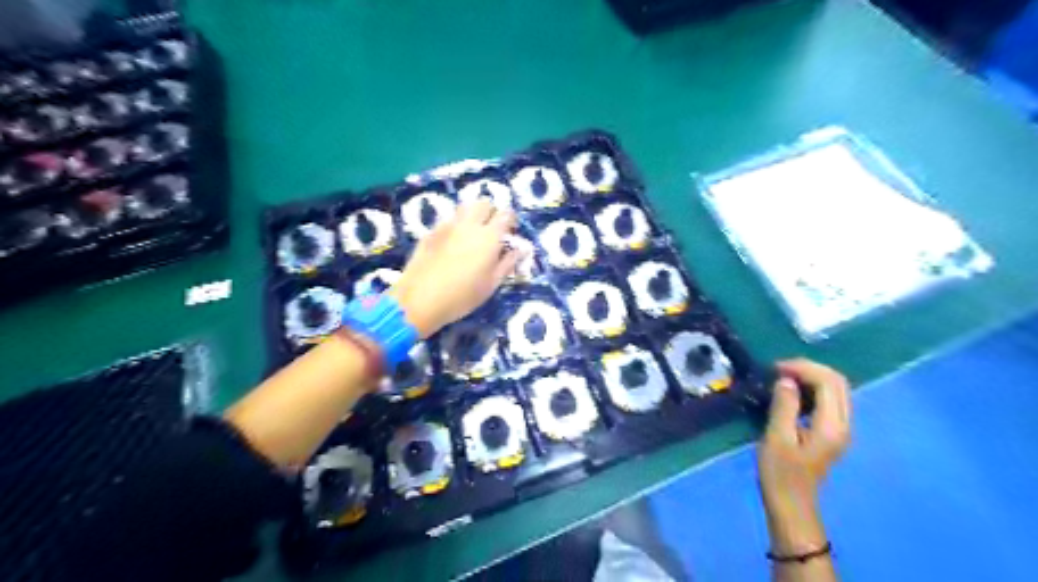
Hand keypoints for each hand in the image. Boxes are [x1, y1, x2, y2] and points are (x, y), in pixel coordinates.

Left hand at [386, 198, 522, 338]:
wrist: (420, 299)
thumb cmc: (463, 296)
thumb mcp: (492, 284)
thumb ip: (508, 263)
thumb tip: (521, 250)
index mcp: (489, 237)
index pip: (505, 214)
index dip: (511, 220)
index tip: (510, 232)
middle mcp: (469, 225)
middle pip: (484, 203)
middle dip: (491, 212)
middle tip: (492, 230)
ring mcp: (447, 226)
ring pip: (464, 207)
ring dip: (472, 215)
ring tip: (472, 234)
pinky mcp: (430, 232)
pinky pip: (448, 220)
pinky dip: (455, 225)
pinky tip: (452, 243)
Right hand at [761, 359, 845, 554]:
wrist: (791, 504)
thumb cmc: (780, 473)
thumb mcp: (776, 438)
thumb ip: (784, 406)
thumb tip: (786, 380)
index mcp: (832, 426)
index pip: (829, 382)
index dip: (803, 368)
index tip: (775, 368)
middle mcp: (844, 424)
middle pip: (838, 382)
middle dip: (809, 368)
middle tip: (779, 369)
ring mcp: (841, 429)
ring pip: (836, 389)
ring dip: (811, 376)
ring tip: (783, 377)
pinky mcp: (833, 432)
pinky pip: (830, 399)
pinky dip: (812, 388)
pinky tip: (792, 392)